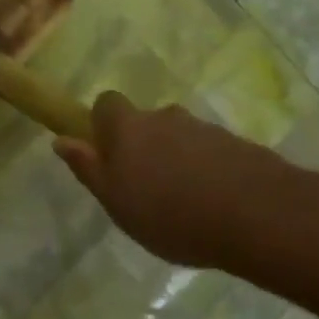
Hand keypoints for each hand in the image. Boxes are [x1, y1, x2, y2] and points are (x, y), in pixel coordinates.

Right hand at [54, 91, 318, 276]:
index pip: (106, 103)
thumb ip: (88, 168)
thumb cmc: (169, 213)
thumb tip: (61, 140)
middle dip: (142, 146)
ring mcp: (205, 129)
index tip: (106, 154)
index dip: (102, 124)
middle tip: (144, 187)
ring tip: (183, 203)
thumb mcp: (115, 200)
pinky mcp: (238, 145)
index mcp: (128, 127)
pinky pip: (210, 153)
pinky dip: (206, 171)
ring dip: (176, 160)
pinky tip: (213, 205)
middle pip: (145, 122)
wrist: (257, 215)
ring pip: (179, 138)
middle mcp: (165, 117)